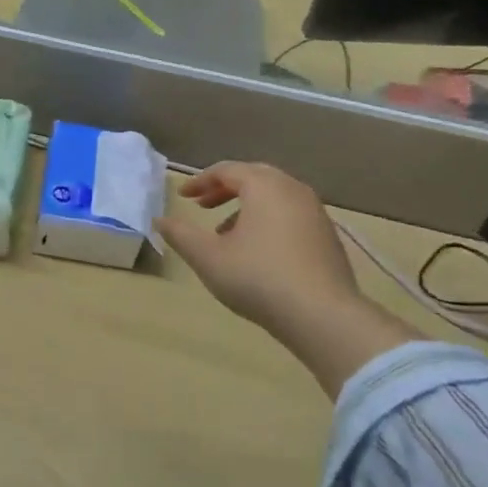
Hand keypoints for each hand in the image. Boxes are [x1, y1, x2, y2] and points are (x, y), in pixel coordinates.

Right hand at [156, 162, 419, 395]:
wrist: (323, 316)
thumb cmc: (258, 278)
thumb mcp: (208, 257)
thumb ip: (180, 235)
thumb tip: (159, 220)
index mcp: (264, 186)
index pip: (227, 170)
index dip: (200, 181)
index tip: (183, 197)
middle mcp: (293, 189)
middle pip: (254, 177)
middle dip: (224, 189)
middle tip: (203, 206)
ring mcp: (315, 212)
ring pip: (275, 196)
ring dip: (246, 206)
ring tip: (226, 232)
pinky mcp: (328, 236)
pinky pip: (291, 214)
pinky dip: (268, 220)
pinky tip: (257, 251)